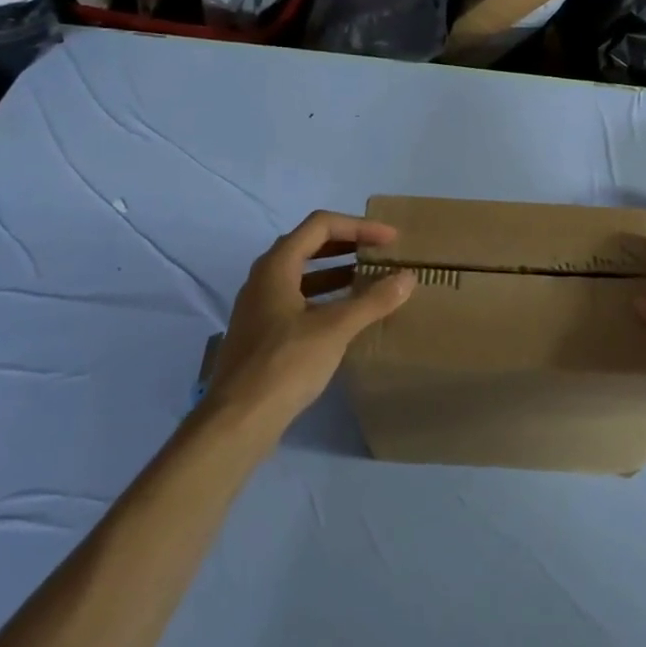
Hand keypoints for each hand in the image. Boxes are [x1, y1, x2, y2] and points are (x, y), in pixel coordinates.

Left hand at [205, 211, 415, 431]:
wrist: (238, 421)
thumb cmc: (285, 363)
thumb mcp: (335, 328)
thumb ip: (373, 300)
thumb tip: (407, 277)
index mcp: (276, 266)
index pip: (320, 225)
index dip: (359, 226)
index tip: (390, 239)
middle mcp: (264, 278)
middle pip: (309, 245)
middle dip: (348, 245)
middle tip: (381, 253)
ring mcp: (260, 307)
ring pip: (303, 275)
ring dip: (337, 272)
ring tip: (371, 280)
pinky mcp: (263, 333)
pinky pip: (299, 300)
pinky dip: (326, 297)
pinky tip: (348, 316)